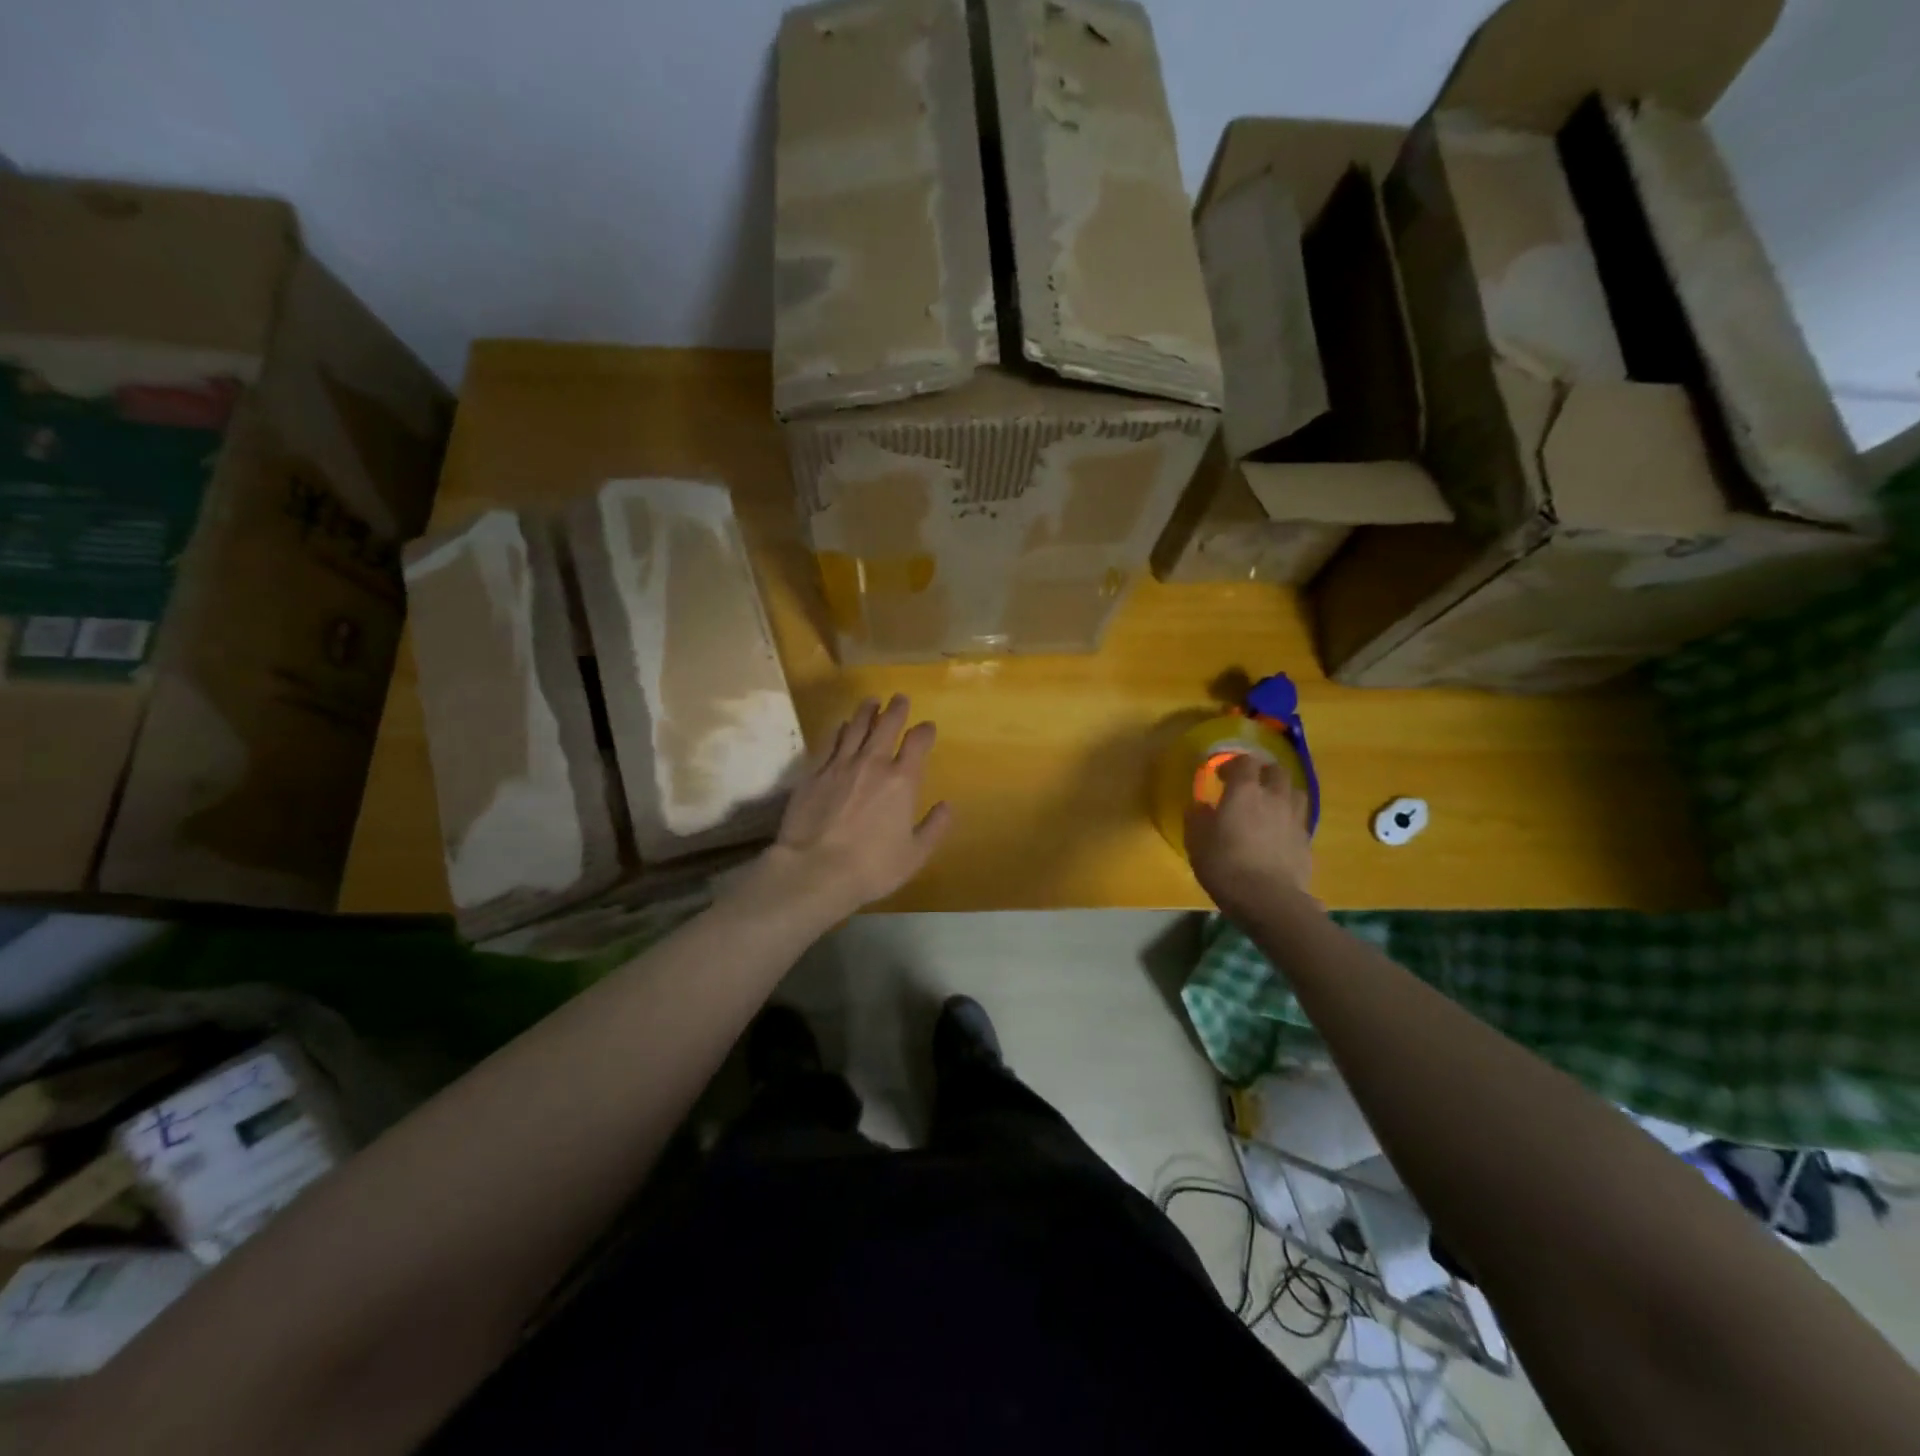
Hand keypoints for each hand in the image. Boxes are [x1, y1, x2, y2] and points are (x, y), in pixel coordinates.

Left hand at [748, 695, 952, 919]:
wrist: (815, 870)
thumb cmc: (872, 867)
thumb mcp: (914, 855)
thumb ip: (934, 828)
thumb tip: (947, 806)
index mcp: (902, 781)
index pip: (917, 743)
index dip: (924, 731)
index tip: (927, 727)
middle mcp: (872, 764)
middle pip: (886, 725)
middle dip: (896, 709)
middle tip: (899, 698)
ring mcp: (839, 765)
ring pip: (855, 727)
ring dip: (866, 712)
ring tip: (871, 701)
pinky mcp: (813, 773)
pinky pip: (830, 743)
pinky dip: (839, 731)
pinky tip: (840, 726)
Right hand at [1184, 754, 1314, 917]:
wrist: (1268, 899)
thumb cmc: (1224, 865)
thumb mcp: (1196, 841)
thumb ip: (1197, 818)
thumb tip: (1201, 806)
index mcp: (1244, 791)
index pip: (1245, 761)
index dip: (1233, 764)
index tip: (1221, 775)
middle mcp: (1273, 797)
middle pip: (1276, 770)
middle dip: (1262, 772)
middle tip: (1249, 785)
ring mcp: (1294, 818)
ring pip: (1295, 791)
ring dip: (1281, 792)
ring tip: (1269, 805)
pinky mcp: (1306, 840)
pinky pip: (1299, 819)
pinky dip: (1289, 819)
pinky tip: (1278, 833)